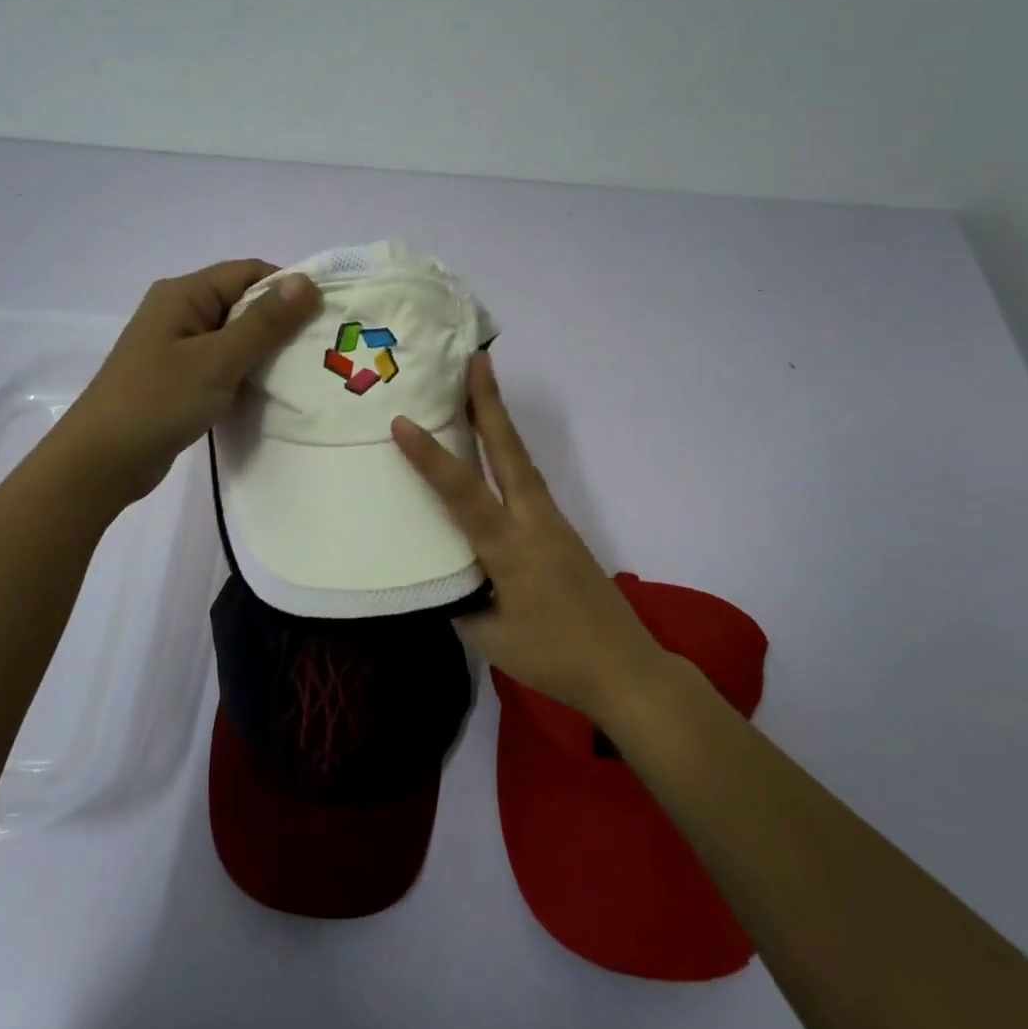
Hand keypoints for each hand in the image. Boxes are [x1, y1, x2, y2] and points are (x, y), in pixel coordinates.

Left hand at [60, 259, 318, 509]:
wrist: (102, 461)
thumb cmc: (159, 401)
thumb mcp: (218, 360)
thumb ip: (264, 322)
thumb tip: (307, 281)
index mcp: (184, 294)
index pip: (248, 273)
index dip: (288, 288)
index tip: (325, 315)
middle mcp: (179, 312)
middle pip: (242, 303)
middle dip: (281, 321)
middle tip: (322, 346)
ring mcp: (177, 347)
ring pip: (234, 336)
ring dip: (265, 350)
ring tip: (305, 369)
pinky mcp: (179, 378)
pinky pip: (222, 363)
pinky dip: (246, 372)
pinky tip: (271, 390)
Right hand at [392, 351, 664, 722]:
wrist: (626, 668)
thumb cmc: (554, 657)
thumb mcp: (490, 638)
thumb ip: (460, 600)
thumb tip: (441, 574)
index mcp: (510, 548)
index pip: (463, 493)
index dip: (430, 457)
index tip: (401, 421)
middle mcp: (533, 522)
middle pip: (509, 452)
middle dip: (490, 403)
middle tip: (476, 359)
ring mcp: (553, 522)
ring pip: (521, 461)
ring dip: (500, 422)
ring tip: (480, 391)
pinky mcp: (562, 531)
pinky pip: (528, 482)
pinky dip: (509, 455)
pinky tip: (496, 455)